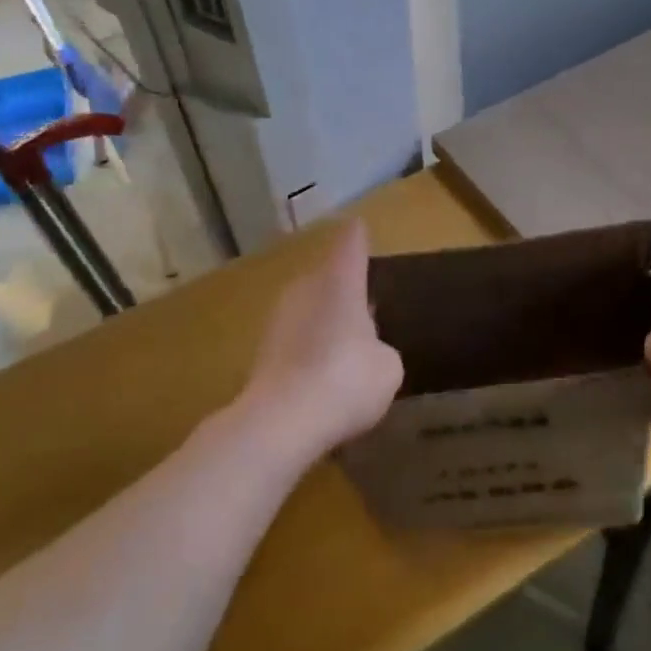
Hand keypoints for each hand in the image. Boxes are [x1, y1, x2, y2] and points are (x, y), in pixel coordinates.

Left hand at [244, 220, 402, 457]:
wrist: (281, 422)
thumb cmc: (347, 380)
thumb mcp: (387, 367)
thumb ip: (381, 349)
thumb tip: (368, 350)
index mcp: (341, 281)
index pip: (351, 244)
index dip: (358, 237)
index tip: (360, 228)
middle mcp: (306, 288)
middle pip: (326, 275)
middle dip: (343, 285)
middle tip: (364, 300)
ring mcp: (279, 318)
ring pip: (309, 306)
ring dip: (325, 318)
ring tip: (346, 340)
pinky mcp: (263, 350)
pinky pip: (296, 337)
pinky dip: (310, 347)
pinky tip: (324, 371)